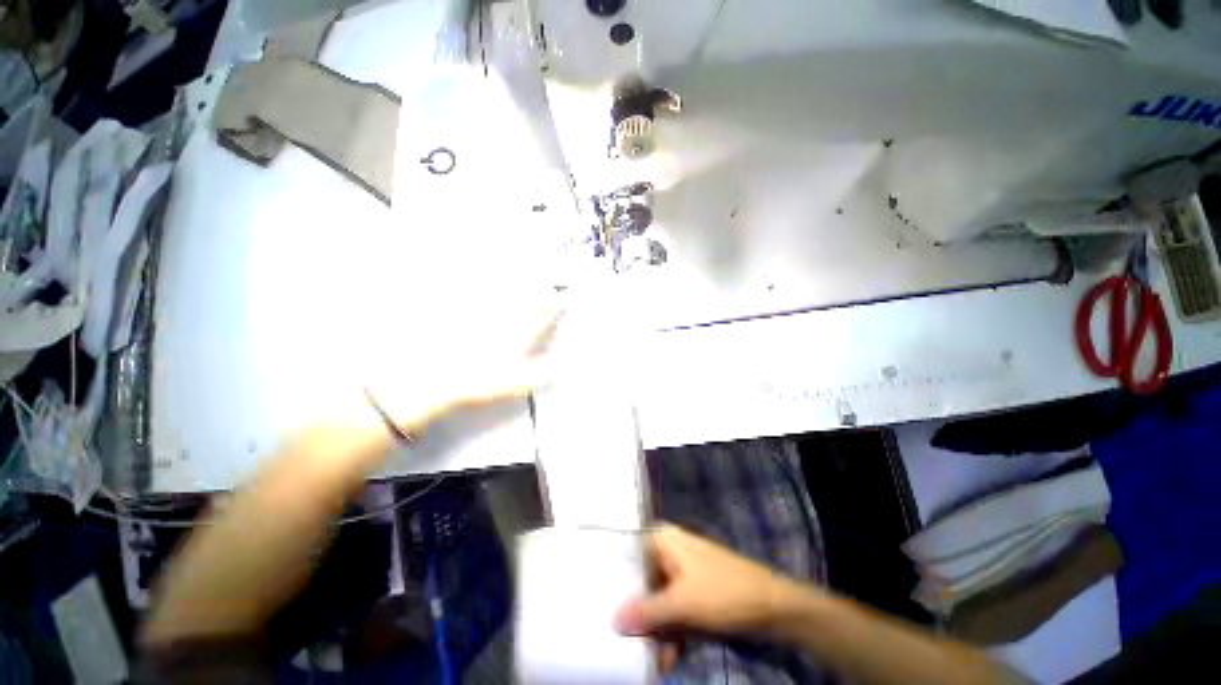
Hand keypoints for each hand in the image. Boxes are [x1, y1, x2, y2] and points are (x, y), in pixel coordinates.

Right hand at [614, 524, 810, 638]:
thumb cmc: (724, 591)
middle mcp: (669, 552)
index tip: (598, 596)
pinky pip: (672, 611)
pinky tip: (665, 657)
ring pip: (656, 599)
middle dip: (635, 613)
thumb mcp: (683, 603)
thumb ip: (647, 612)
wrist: (772, 608)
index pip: (629, 550)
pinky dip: (669, 633)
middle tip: (620, 638)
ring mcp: (682, 574)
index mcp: (664, 540)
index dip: (615, 574)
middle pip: (641, 579)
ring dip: (653, 630)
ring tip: (645, 657)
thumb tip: (613, 621)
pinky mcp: (694, 594)